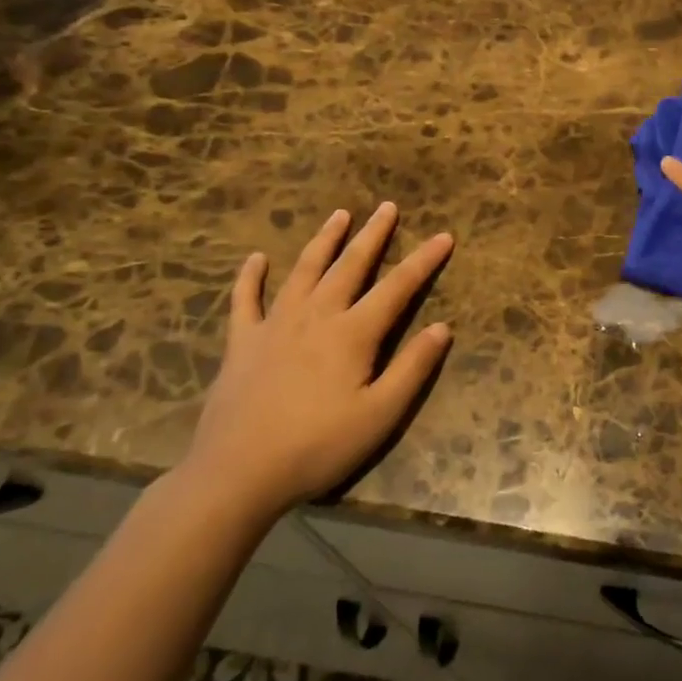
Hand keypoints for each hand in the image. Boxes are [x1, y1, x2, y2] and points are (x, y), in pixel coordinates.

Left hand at [184, 202, 453, 517]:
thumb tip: (442, 327)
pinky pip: (245, 300)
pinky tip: (256, 259)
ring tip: (339, 215)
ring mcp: (274, 325)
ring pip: (304, 271)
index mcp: (353, 333)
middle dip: (373, 235)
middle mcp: (316, 316)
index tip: (444, 236)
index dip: (424, 260)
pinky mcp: (242, 342)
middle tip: (387, 207)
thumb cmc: (318, 447)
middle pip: (350, 266)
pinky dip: (251, 277)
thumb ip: (412, 368)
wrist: (237, 474)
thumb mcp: (380, 415)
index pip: (398, 287)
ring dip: (324, 241)